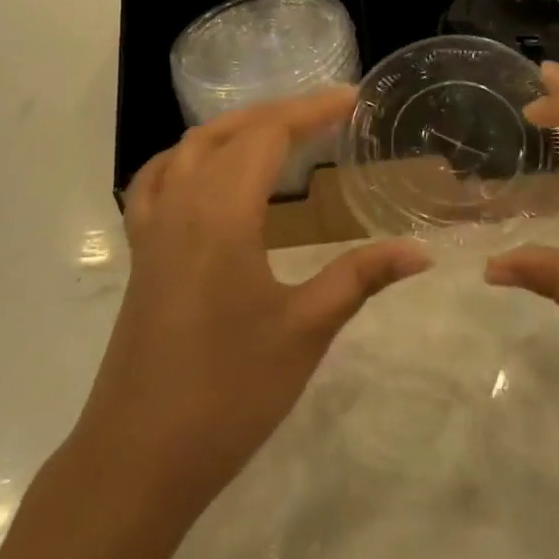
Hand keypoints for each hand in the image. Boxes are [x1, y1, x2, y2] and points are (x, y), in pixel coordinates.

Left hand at [76, 88, 429, 512]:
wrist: (138, 459)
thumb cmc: (228, 392)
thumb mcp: (305, 330)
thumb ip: (361, 277)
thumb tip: (421, 251)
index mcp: (222, 213)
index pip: (268, 135)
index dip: (312, 109)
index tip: (352, 98)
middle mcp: (181, 205)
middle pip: (228, 133)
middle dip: (278, 114)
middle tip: (326, 115)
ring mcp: (152, 230)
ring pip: (188, 150)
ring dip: (233, 129)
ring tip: (274, 133)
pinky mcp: (141, 256)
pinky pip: (157, 182)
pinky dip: (186, 159)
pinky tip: (205, 176)